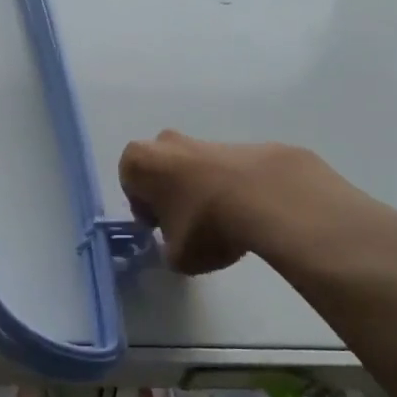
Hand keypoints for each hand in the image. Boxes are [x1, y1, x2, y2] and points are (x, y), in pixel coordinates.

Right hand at [118, 131, 332, 274]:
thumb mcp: (177, 257)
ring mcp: (202, 139)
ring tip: (221, 222)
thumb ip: (170, 250)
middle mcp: (165, 142)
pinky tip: (243, 212)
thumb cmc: (204, 224)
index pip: (131, 186)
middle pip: (161, 171)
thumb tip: (179, 245)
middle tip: (187, 224)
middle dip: (171, 194)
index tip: (162, 229)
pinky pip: (221, 169)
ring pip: (192, 168)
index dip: (146, 211)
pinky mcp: (237, 143)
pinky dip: (227, 187)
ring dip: (200, 191)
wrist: (265, 195)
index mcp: (138, 162)